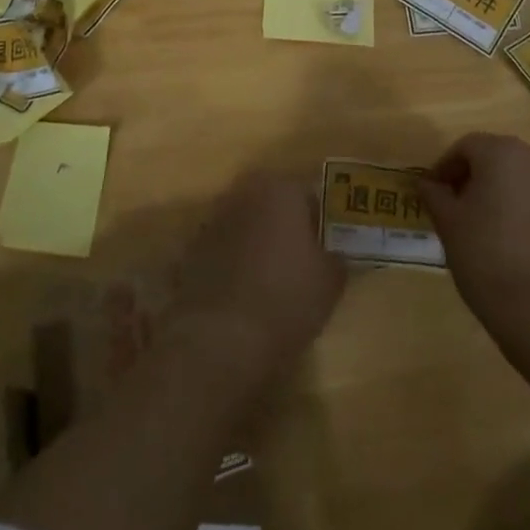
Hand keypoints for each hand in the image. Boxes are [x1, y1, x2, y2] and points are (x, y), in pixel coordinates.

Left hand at [168, 173, 346, 382]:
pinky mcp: (193, 250)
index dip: (322, 220)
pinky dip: (236, 262)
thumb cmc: (286, 299)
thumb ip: (336, 255)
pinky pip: (225, 249)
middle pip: (274, 205)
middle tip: (304, 258)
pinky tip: (246, 292)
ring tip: (275, 278)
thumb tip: (334, 252)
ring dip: (260, 242)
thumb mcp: (331, 280)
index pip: (310, 194)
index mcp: (280, 190)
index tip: (330, 245)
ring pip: (248, 225)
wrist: (220, 339)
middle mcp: (244, 195)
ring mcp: (214, 221)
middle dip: (288, 226)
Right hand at [420, 133, 529, 332]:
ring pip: (525, 179)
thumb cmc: (483, 252)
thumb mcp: (447, 221)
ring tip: (490, 224)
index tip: (434, 191)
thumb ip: (434, 194)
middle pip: (499, 158)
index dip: (446, 166)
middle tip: (459, 205)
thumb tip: (426, 183)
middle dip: (477, 176)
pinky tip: (518, 241)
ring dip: (506, 192)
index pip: (466, 147)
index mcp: (502, 152)